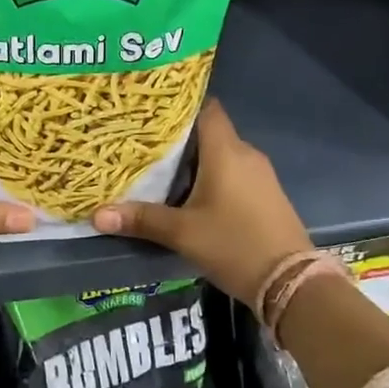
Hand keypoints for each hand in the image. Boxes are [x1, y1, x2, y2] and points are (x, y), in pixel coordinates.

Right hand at [91, 100, 309, 307]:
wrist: (291, 282)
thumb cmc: (234, 244)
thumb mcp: (182, 233)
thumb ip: (141, 219)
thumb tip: (97, 214)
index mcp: (226, 151)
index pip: (206, 107)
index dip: (180, 104)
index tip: (152, 110)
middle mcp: (246, 154)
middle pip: (209, 131)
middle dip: (179, 136)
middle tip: (143, 142)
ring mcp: (260, 175)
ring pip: (221, 154)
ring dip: (195, 159)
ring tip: (160, 167)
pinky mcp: (266, 194)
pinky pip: (233, 172)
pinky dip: (212, 175)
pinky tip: (190, 192)